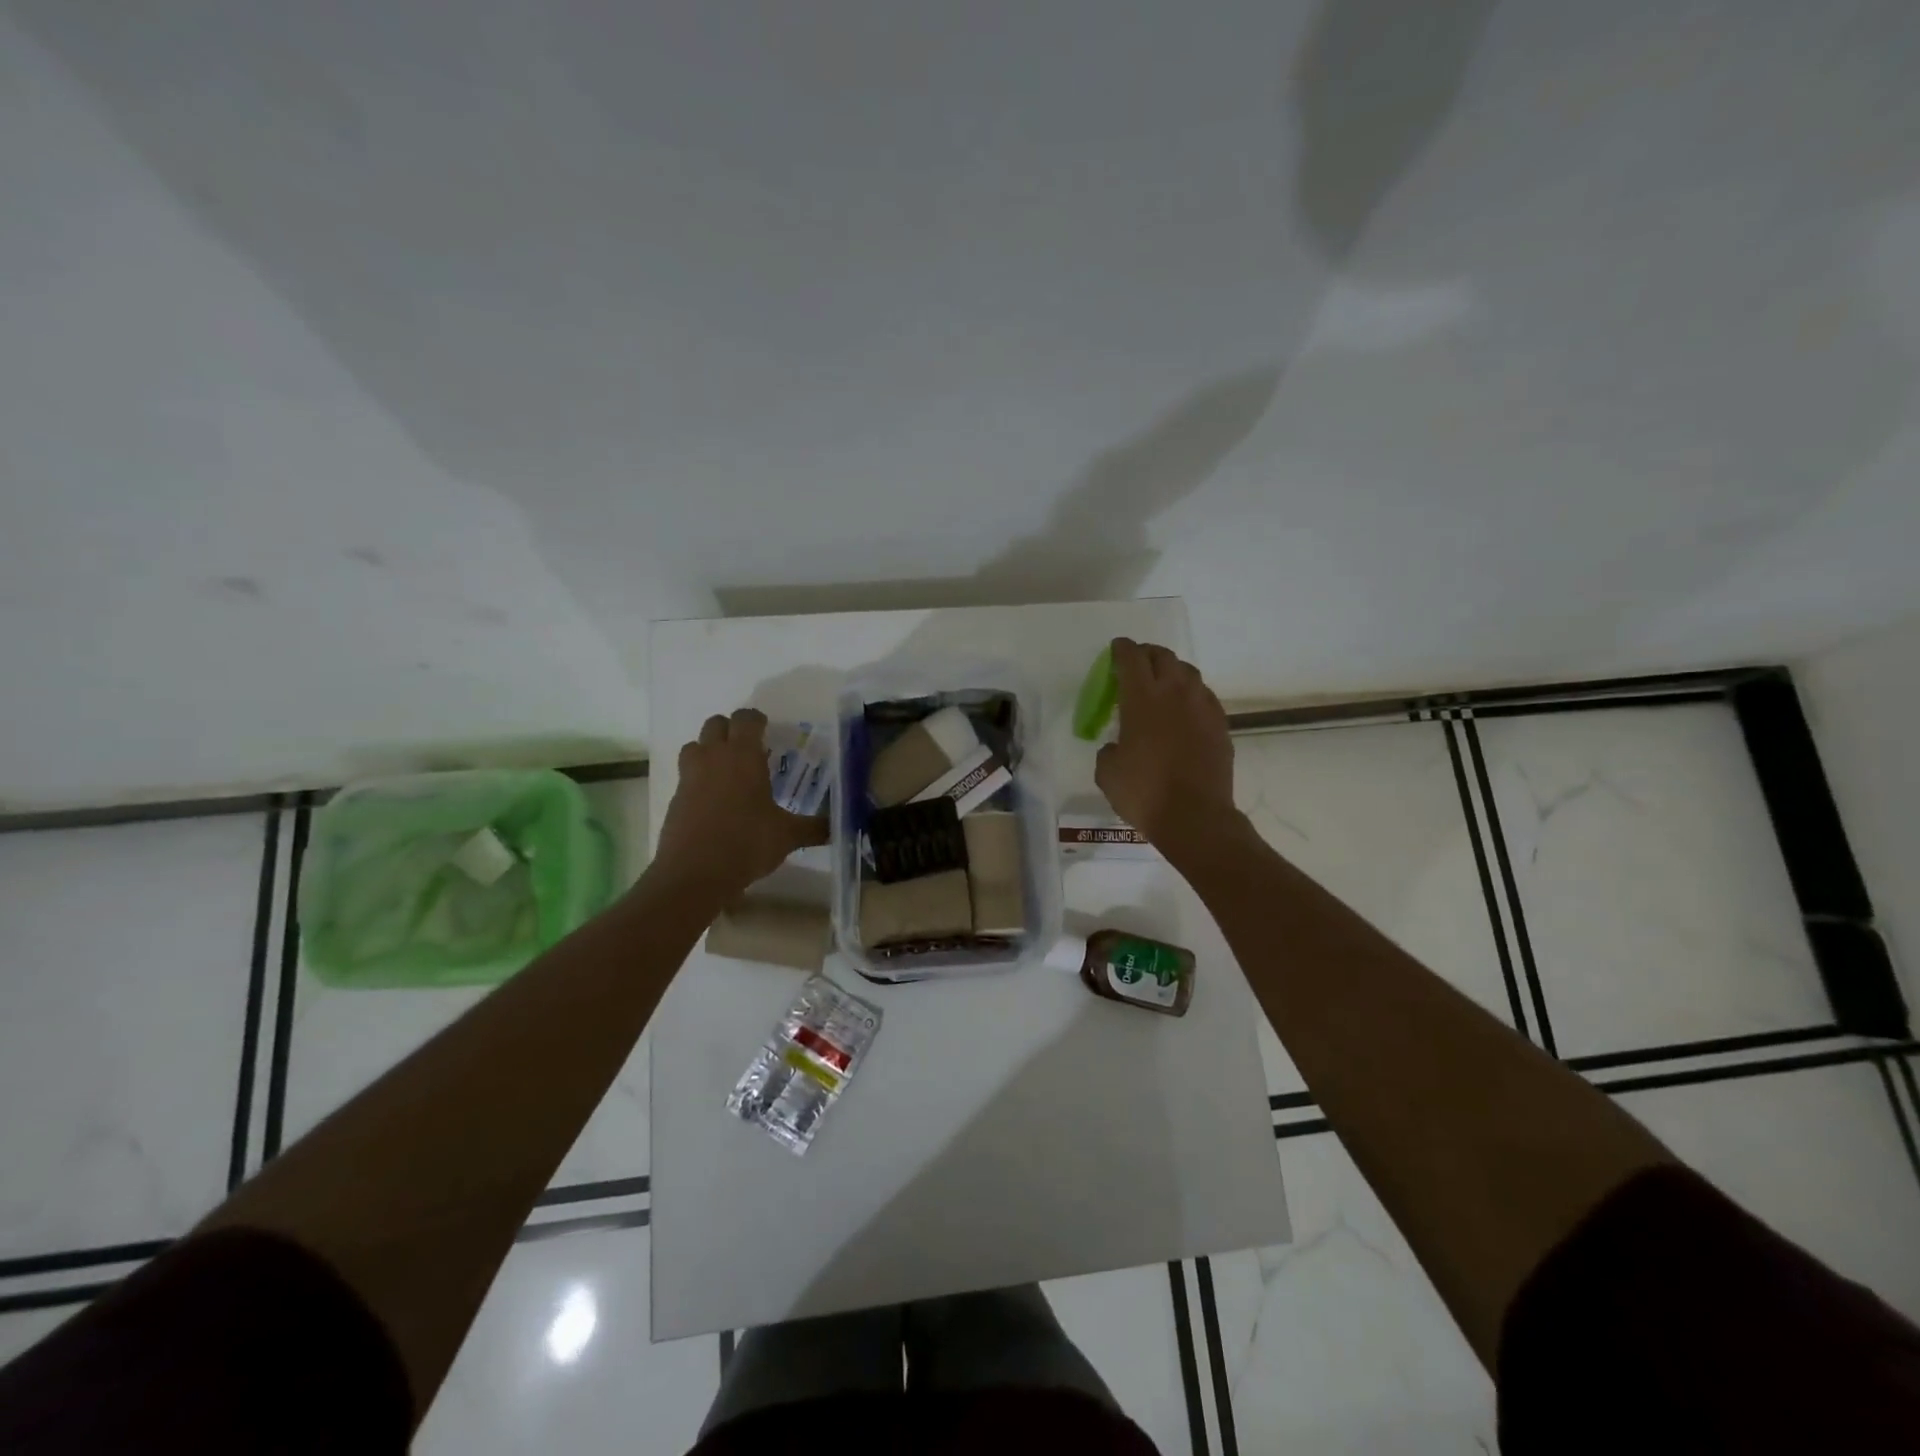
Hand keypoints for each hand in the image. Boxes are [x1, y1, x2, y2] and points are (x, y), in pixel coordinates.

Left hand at [654, 708, 828, 900]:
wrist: (694, 874)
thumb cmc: (746, 843)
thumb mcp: (787, 835)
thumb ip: (814, 827)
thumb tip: (839, 826)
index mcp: (743, 756)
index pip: (747, 719)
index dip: (757, 720)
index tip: (768, 730)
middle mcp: (713, 758)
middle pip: (715, 724)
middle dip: (731, 730)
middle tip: (749, 749)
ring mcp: (690, 777)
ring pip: (695, 746)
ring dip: (709, 750)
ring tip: (728, 771)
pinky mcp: (675, 799)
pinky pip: (686, 776)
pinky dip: (699, 779)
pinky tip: (715, 802)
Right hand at [1095, 638, 1236, 851]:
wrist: (1195, 818)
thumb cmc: (1144, 793)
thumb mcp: (1108, 773)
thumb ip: (1108, 750)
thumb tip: (1116, 746)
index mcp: (1142, 698)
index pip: (1131, 658)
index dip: (1122, 649)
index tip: (1116, 649)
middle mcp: (1175, 693)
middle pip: (1163, 657)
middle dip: (1147, 654)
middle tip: (1136, 664)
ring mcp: (1202, 707)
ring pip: (1188, 672)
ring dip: (1172, 671)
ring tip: (1162, 683)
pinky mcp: (1220, 725)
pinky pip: (1204, 696)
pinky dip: (1191, 694)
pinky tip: (1184, 710)